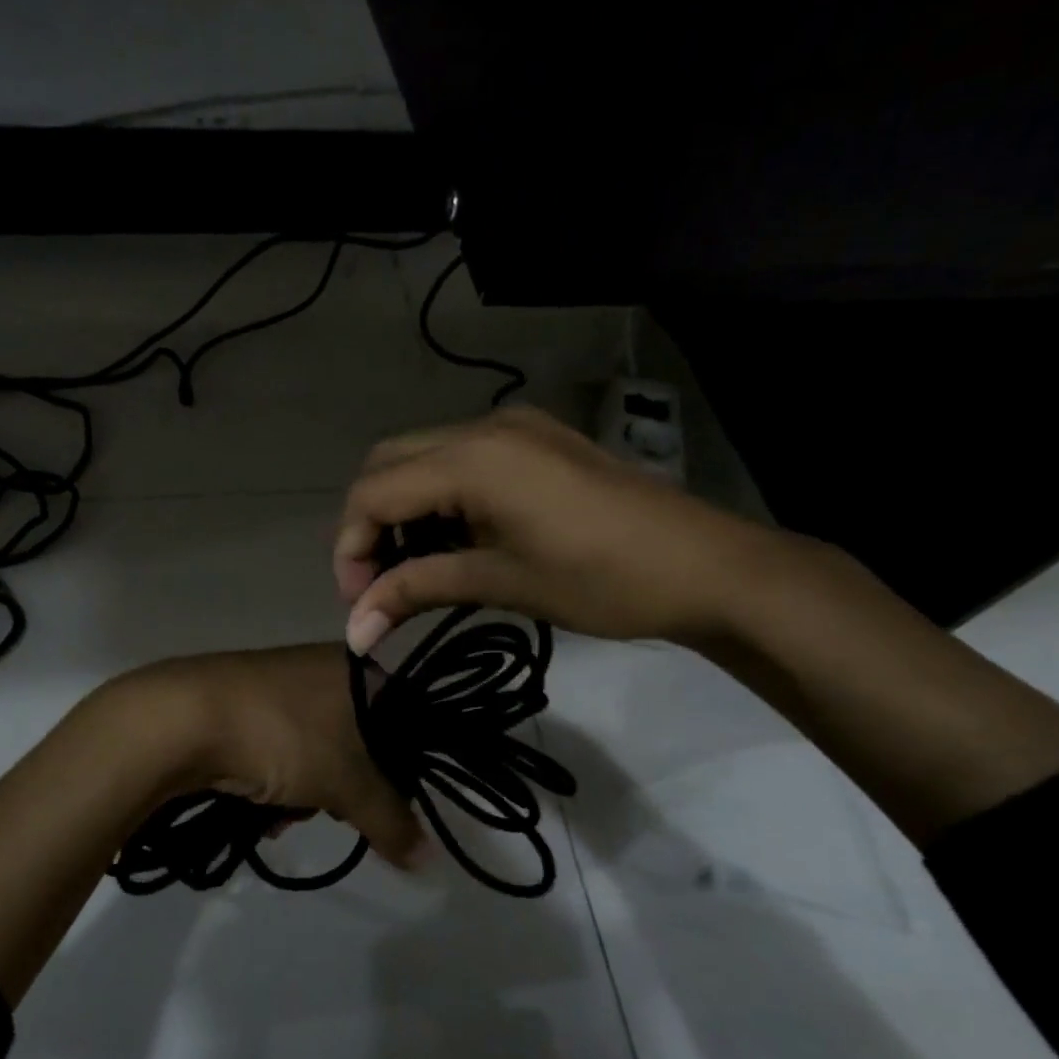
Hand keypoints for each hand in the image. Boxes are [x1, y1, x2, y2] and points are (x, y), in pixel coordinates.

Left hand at [108, 643, 427, 867]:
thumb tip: (428, 862)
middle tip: (333, 810)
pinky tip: (260, 806)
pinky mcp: (245, 703)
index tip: (388, 806)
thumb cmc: (283, 736)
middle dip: (347, 789)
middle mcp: (324, 667)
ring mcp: (281, 684)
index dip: (402, 770)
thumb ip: (391, 821)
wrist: (182, 718)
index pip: (408, 721)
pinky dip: (277, 780)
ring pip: (319, 752)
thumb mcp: (347, 783)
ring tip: (285, 813)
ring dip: (309, 793)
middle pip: (361, 743)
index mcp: (359, 669)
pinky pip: (282, 749)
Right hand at [334, 407, 773, 652]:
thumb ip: (417, 591)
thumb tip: (354, 632)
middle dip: (369, 524)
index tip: (359, 604)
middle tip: (379, 583)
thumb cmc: (603, 581)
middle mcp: (483, 427)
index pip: (373, 492)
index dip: (351, 549)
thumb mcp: (502, 583)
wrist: (707, 566)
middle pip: (387, 464)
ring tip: (415, 569)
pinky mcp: (536, 441)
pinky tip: (455, 540)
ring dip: (403, 511)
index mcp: (473, 460)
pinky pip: (461, 459)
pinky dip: (439, 498)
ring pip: (422, 459)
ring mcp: (514, 428)